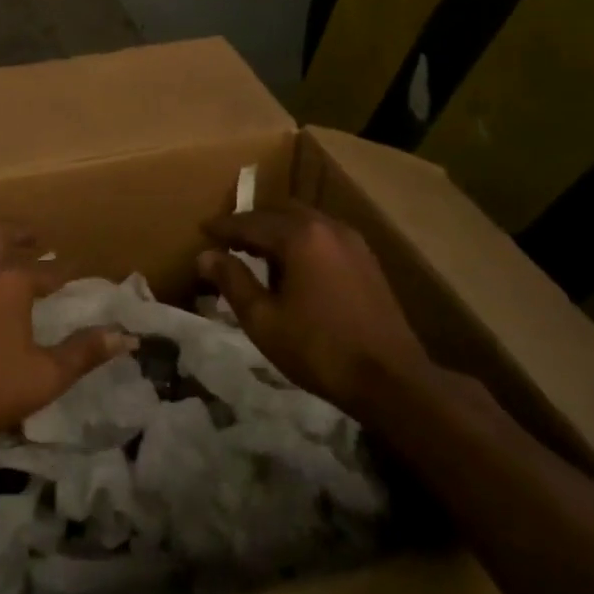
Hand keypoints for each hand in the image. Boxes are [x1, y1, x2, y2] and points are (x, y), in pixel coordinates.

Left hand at [0, 223, 136, 453]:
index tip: (80, 272)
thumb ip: (84, 353)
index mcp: (10, 279)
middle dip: (24, 235)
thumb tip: (126, 336)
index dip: (67, 271)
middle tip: (38, 239)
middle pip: (3, 235)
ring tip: (4, 256)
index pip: (48, 269)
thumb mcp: (44, 377)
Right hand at [198, 202, 428, 408]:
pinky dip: (301, 241)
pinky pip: (323, 236)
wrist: (391, 380)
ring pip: (304, 222)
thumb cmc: (319, 349)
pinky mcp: (366, 260)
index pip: (250, 222)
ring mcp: (352, 241)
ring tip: (257, 252)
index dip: (223, 226)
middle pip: (279, 212)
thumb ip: (232, 281)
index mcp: (300, 236)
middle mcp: (327, 226)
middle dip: (252, 223)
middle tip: (228, 239)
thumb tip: (205, 255)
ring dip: (278, 231)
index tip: (202, 229)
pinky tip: (293, 267)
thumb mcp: (263, 320)